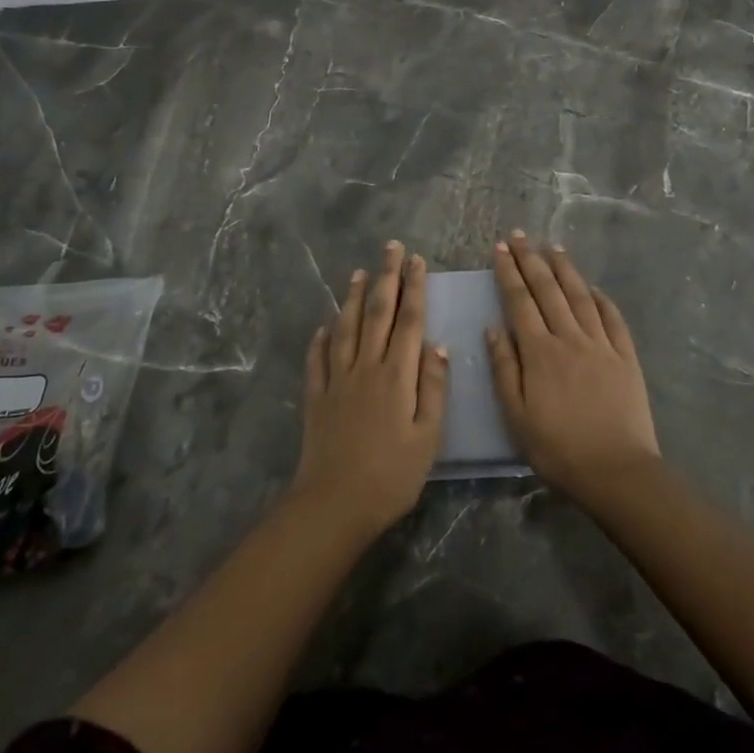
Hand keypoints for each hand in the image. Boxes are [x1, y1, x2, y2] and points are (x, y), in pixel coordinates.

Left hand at [291, 241, 448, 537]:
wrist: (336, 504)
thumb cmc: (392, 475)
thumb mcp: (428, 437)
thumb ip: (433, 388)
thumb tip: (437, 345)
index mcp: (397, 375)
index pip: (408, 320)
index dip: (414, 288)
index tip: (417, 260)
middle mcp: (366, 367)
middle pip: (377, 313)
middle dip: (385, 277)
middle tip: (390, 248)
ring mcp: (337, 379)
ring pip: (345, 328)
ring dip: (352, 297)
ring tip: (358, 272)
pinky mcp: (316, 396)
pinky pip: (317, 359)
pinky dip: (321, 338)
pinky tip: (323, 326)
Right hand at [486, 232, 660, 503]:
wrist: (616, 471)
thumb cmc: (558, 448)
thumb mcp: (516, 415)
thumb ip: (504, 368)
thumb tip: (493, 327)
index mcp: (540, 351)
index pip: (520, 301)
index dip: (509, 272)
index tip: (500, 247)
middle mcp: (570, 338)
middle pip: (548, 289)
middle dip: (531, 259)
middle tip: (519, 235)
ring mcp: (601, 345)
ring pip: (580, 296)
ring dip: (565, 269)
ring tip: (553, 247)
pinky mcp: (626, 357)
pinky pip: (613, 319)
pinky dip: (602, 299)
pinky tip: (594, 287)